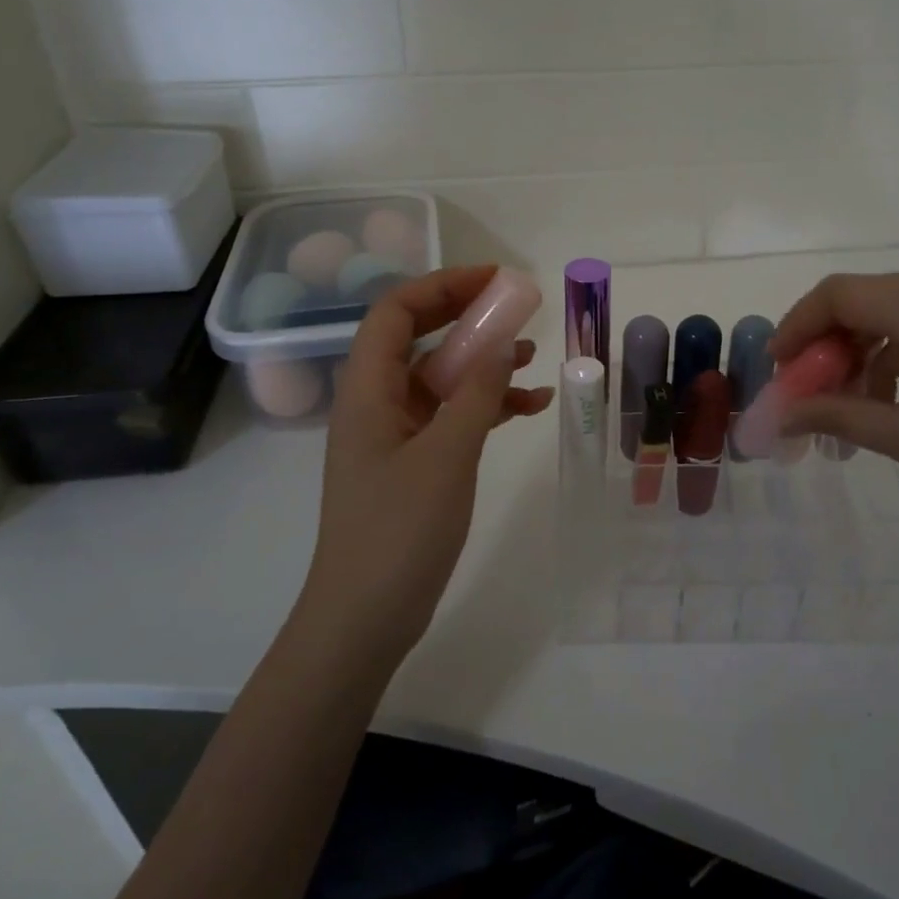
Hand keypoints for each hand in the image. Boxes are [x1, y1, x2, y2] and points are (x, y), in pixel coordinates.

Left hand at [304, 266, 552, 656]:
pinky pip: (452, 417)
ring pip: (440, 379)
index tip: (494, 280)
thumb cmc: (398, 532)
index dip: (442, 286)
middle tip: (518, 309)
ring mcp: (396, 434)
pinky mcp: (414, 462)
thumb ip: (477, 394)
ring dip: (483, 364)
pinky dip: (486, 407)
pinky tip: (528, 408)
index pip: (396, 313)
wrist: (365, 617)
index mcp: (368, 390)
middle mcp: (377, 403)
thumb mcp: (446, 455)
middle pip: (420, 339)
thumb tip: (503, 341)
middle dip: (467, 318)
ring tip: (533, 358)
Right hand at [770, 273, 898, 572]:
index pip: (843, 293)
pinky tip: (896, 402)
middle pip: (871, 299)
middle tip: (809, 393)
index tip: (778, 367)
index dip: (798, 324)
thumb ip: (838, 416)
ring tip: (850, 410)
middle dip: (830, 344)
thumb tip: (780, 415)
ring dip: (866, 354)